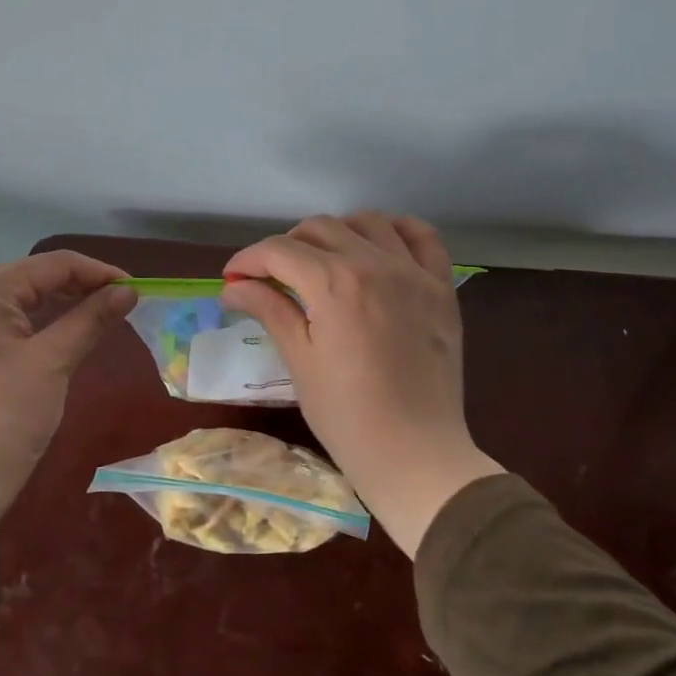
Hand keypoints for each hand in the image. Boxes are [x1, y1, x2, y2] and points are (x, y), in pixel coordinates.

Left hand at [0, 251, 136, 514]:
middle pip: (29, 278)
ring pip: (11, 300)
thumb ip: (92, 318)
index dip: (98, 273)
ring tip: (90, 319)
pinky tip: (50, 338)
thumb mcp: (54, 362)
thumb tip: (127, 290)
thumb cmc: (5, 416)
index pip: (52, 265)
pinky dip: (26, 324)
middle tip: (116, 305)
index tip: (134, 289)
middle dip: (75, 287)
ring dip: (52, 305)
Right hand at [219, 212, 502, 555]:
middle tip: (272, 276)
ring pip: (369, 222)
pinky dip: (397, 230)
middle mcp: (375, 263)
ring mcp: (414, 272)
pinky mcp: (442, 288)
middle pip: (320, 228)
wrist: (415, 454)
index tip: (233, 279)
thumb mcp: (300, 361)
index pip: (280, 251)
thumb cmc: (347, 416)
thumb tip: (233, 287)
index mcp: (334, 284)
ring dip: (337, 232)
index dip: (248, 260)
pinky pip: (422, 237)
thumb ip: (270, 310)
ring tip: (323, 260)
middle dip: (286, 246)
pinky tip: (379, 246)